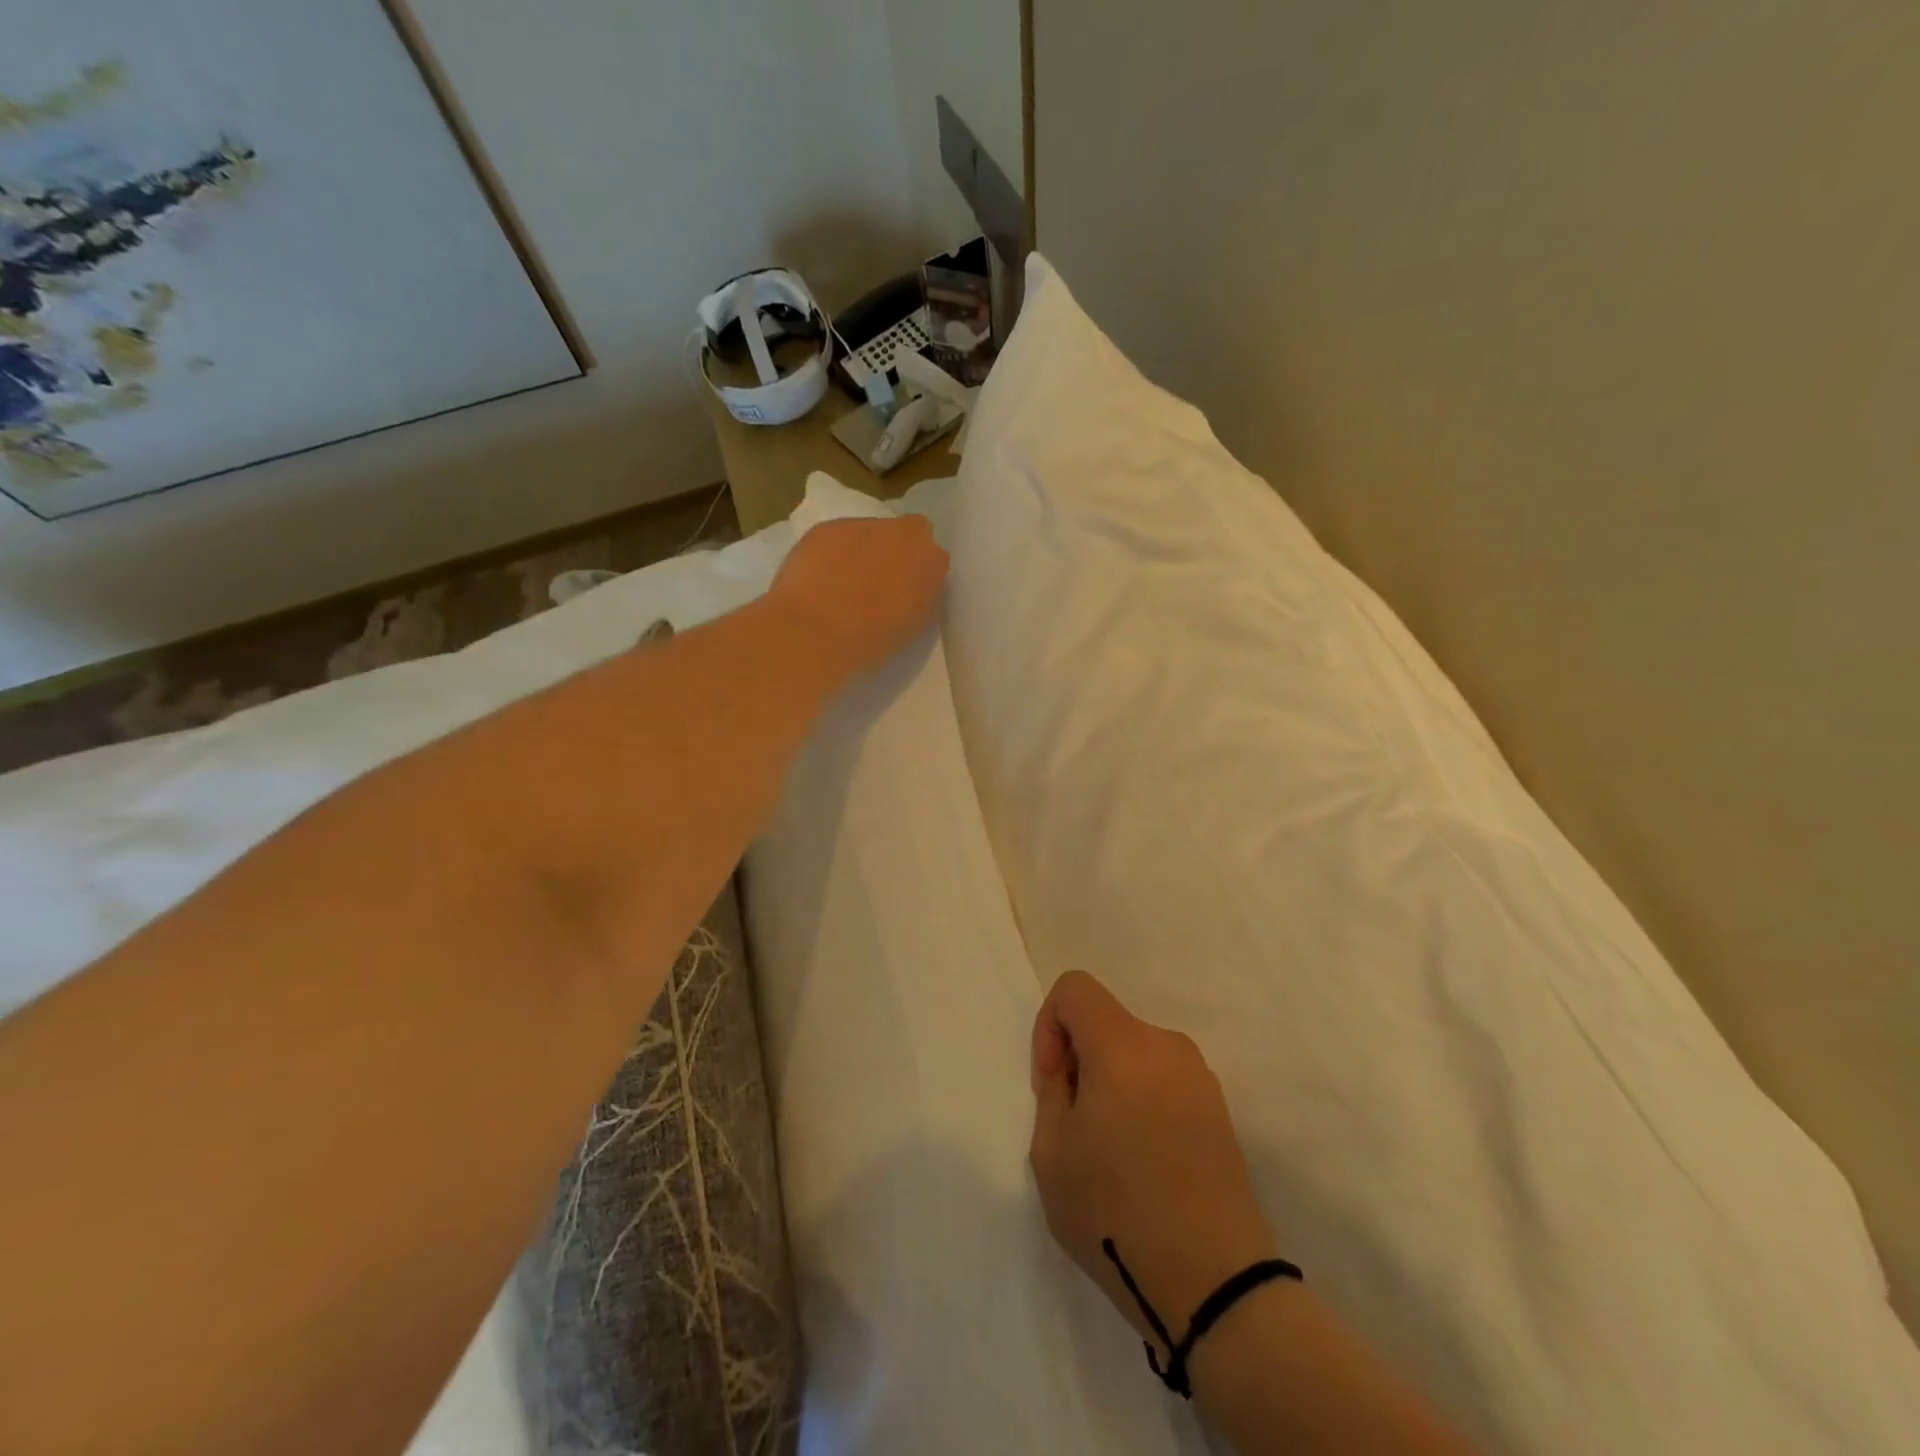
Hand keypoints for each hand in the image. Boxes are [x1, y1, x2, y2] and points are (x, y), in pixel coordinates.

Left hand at [768, 515, 948, 676]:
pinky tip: (819, 579)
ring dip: (860, 551)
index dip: (917, 570)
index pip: (932, 556)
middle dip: (892, 553)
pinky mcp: (826, 527)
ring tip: (842, 584)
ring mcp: (862, 525)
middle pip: (902, 535)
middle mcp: (902, 532)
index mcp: (931, 560)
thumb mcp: (914, 625)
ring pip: (867, 533)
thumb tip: (912, 586)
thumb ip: (921, 596)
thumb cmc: (872, 640)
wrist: (815, 632)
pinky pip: (836, 537)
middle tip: (875, 583)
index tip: (906, 589)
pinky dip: (831, 553)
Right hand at [1030, 971, 1279, 1352]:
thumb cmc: (1116, 1213)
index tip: (1052, 1082)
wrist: (1214, 1283)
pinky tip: (1145, 1161)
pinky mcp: (1220, 1109)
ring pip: (1136, 1052)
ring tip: (1110, 1149)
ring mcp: (1200, 1077)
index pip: (1075, 988)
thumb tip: (1071, 1070)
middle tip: (1074, 1124)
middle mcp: (1167, 1045)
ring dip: (1112, 1080)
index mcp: (1122, 1044)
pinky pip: (1164, 1079)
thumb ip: (1052, 1091)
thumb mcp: (1051, 1153)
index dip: (1050, 1025)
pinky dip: (1143, 1099)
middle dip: (1080, 1058)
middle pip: (1106, 1021)